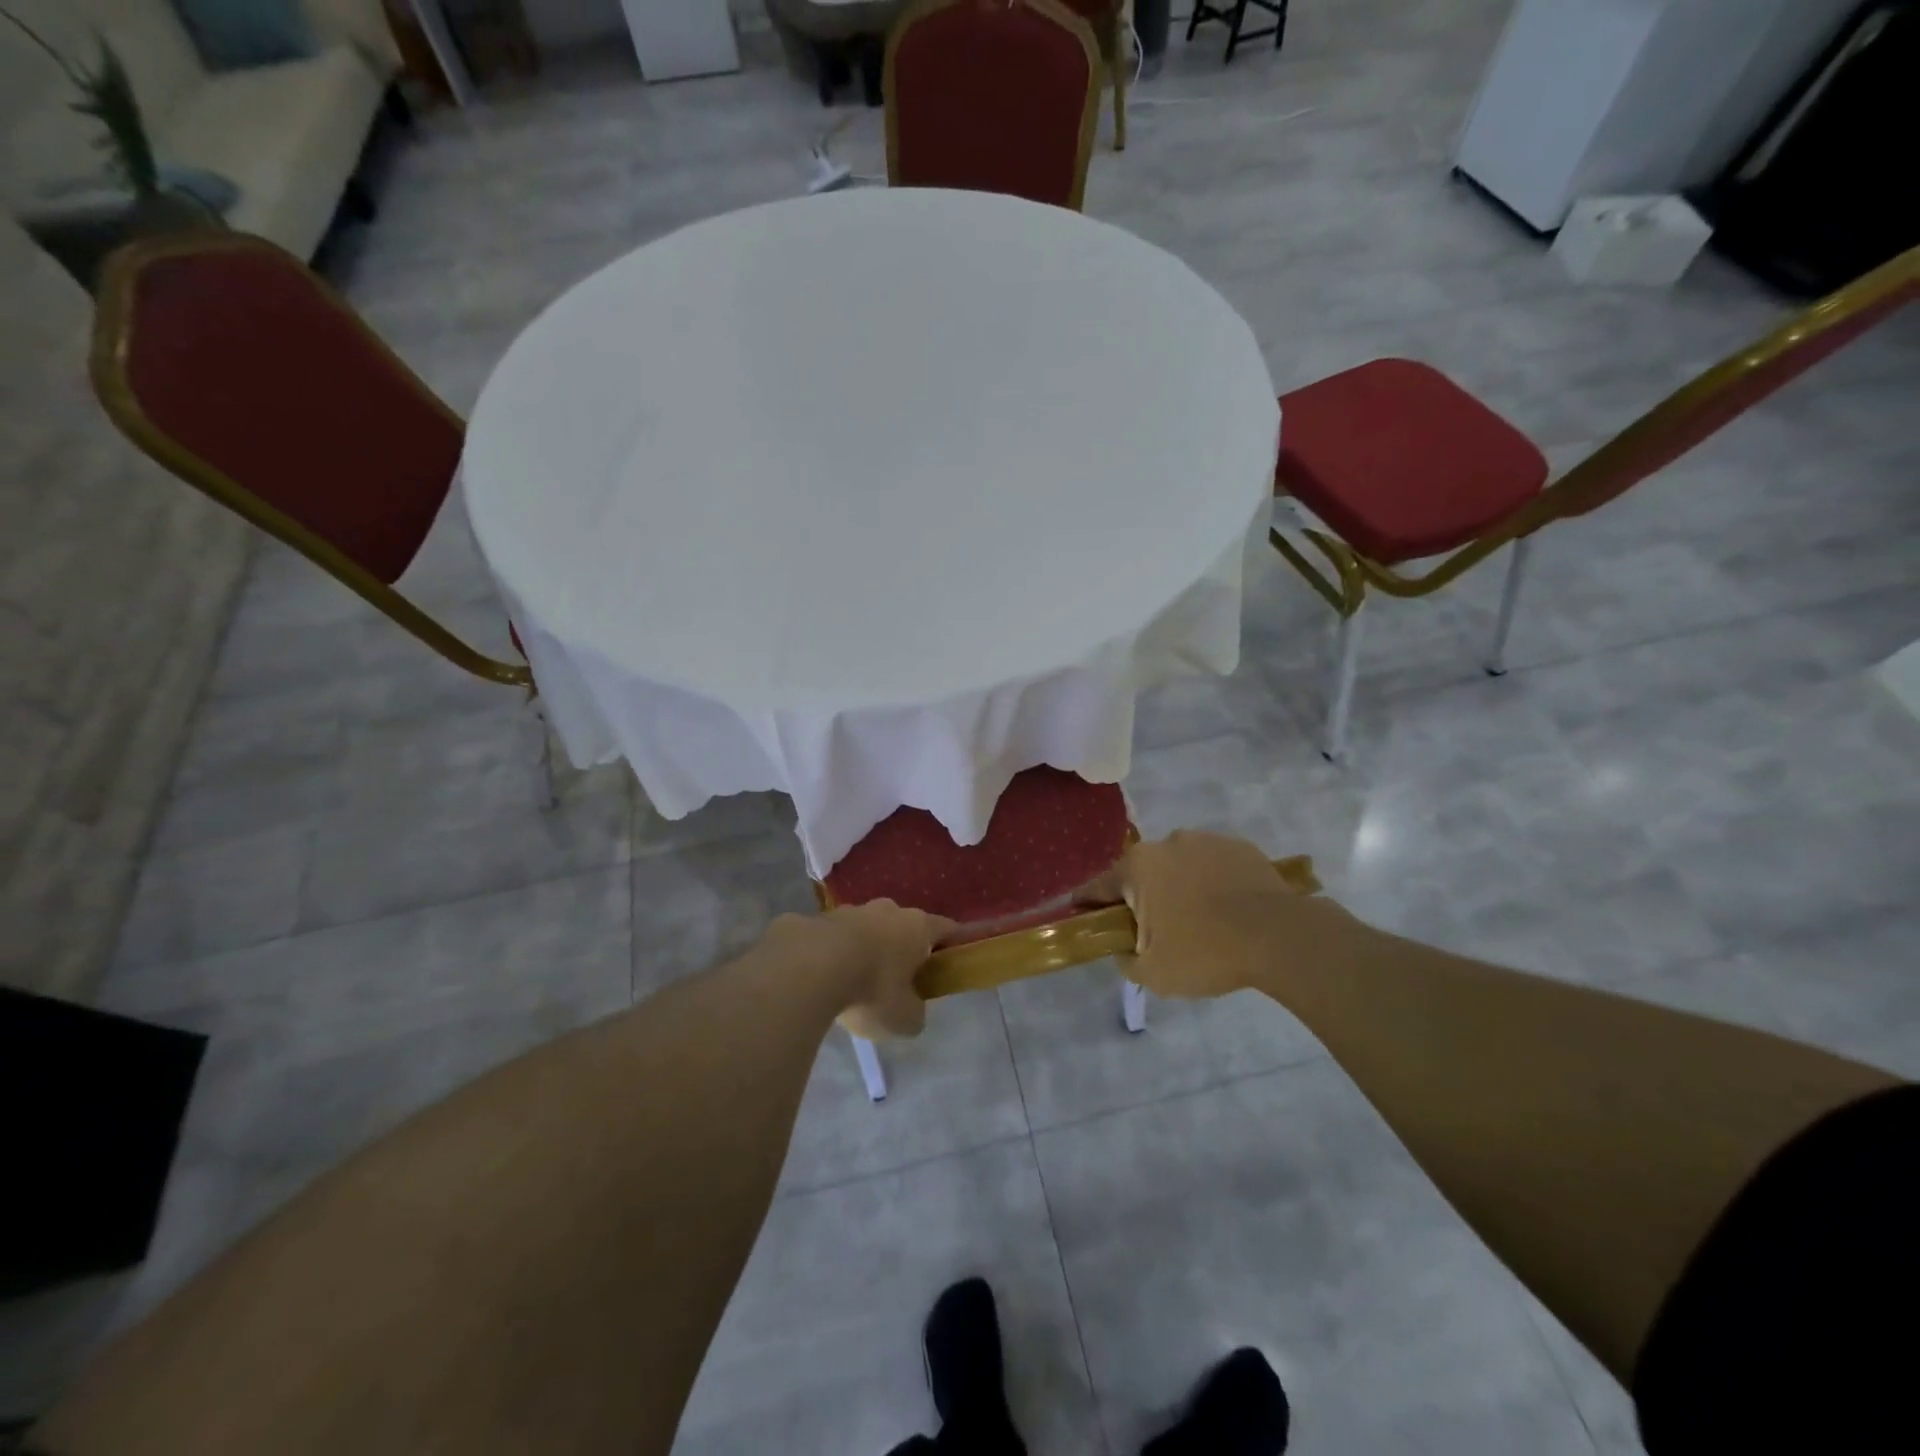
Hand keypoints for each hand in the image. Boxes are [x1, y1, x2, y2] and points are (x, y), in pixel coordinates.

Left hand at [765, 900, 953, 1038]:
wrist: (808, 968)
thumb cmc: (871, 989)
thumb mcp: (904, 1018)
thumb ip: (914, 1013)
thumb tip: (911, 1011)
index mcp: (916, 927)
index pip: (946, 928)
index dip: (952, 943)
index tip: (952, 958)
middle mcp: (886, 910)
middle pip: (902, 925)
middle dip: (901, 947)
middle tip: (897, 978)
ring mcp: (848, 911)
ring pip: (864, 928)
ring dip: (863, 948)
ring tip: (853, 981)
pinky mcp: (814, 920)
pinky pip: (830, 938)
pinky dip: (830, 954)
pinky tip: (820, 979)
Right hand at [1079, 830, 1362, 999]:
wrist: (1280, 937)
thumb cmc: (1205, 952)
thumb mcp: (1152, 973)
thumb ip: (1125, 959)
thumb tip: (1124, 949)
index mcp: (1137, 868)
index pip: (1097, 887)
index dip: (1087, 906)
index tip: (1082, 918)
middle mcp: (1166, 843)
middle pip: (1140, 874)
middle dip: (1140, 899)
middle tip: (1153, 932)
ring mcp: (1205, 840)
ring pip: (1178, 867)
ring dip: (1178, 888)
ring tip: (1198, 922)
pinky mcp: (1239, 847)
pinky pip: (1212, 866)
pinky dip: (1211, 883)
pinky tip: (1226, 910)